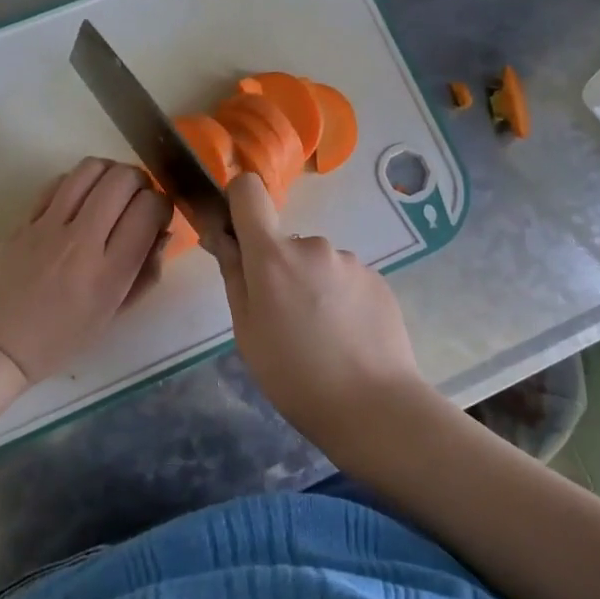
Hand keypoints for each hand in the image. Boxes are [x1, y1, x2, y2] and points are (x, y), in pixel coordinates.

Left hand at [0, 158, 170, 385]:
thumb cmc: (60, 339)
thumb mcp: (113, 316)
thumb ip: (144, 273)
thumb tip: (162, 233)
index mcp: (110, 273)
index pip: (149, 210)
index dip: (162, 205)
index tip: (157, 217)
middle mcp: (82, 242)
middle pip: (122, 180)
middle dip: (140, 182)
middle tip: (137, 199)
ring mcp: (48, 227)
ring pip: (89, 170)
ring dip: (109, 172)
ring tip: (110, 191)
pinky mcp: (23, 220)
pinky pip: (59, 183)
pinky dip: (78, 182)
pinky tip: (79, 200)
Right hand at [213, 173, 437, 455]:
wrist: (373, 406)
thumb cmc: (293, 375)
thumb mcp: (246, 331)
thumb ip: (234, 275)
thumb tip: (221, 236)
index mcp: (273, 255)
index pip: (249, 191)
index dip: (238, 202)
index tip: (238, 233)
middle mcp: (313, 245)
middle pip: (284, 241)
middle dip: (280, 269)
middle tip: (284, 320)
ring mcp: (350, 261)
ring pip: (317, 263)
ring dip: (313, 285)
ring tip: (321, 335)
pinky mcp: (378, 279)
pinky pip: (346, 279)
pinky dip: (341, 298)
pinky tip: (347, 337)